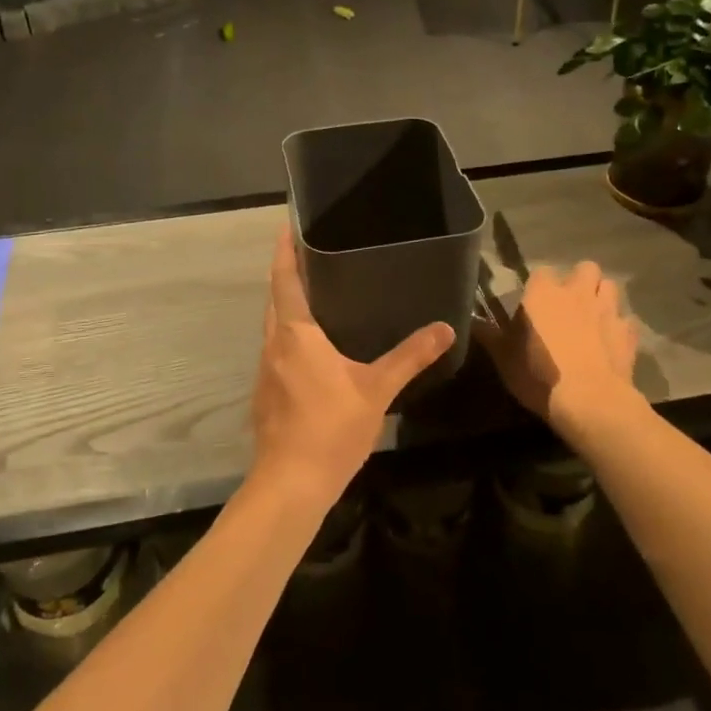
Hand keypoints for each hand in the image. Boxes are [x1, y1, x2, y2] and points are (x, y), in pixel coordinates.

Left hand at [249, 230, 454, 508]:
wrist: (291, 484)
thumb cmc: (331, 428)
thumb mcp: (377, 389)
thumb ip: (410, 357)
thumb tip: (445, 328)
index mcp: (295, 334)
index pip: (284, 280)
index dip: (283, 251)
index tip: (287, 226)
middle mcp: (273, 344)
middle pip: (275, 299)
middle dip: (287, 275)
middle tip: (313, 256)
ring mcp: (265, 370)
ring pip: (274, 326)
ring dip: (288, 306)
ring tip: (318, 294)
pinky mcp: (266, 393)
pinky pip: (277, 350)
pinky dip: (290, 335)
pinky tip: (313, 347)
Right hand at [474, 262, 643, 438]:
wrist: (589, 401)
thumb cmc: (539, 374)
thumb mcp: (503, 358)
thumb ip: (488, 334)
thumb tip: (469, 320)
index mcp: (543, 293)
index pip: (542, 271)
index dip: (539, 285)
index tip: (534, 303)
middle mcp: (577, 292)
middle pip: (585, 268)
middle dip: (580, 281)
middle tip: (569, 303)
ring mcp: (607, 310)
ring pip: (610, 287)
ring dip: (602, 297)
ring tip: (593, 316)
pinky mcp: (628, 333)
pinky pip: (626, 321)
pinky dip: (619, 328)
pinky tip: (611, 342)